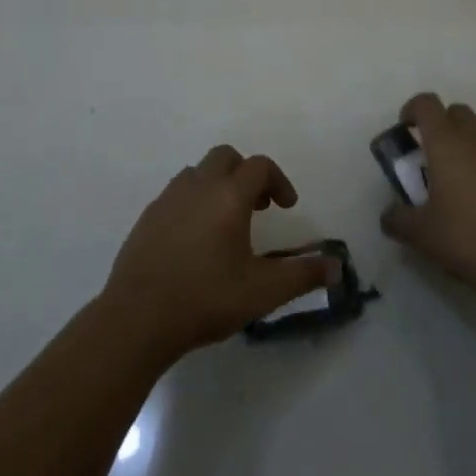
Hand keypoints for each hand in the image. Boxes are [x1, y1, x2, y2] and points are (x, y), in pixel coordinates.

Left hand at [100, 145, 332, 364]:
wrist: (138, 317)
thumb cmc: (205, 298)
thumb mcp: (262, 292)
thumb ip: (302, 276)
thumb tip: (337, 267)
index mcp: (228, 196)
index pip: (259, 166)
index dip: (278, 181)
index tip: (287, 206)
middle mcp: (198, 186)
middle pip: (226, 157)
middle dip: (245, 173)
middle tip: (257, 206)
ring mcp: (168, 198)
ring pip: (198, 172)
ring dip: (217, 185)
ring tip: (226, 222)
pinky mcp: (148, 216)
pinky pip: (177, 193)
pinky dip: (193, 201)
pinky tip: (194, 239)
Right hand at [379, 93, 475, 312]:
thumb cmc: (469, 241)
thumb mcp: (422, 235)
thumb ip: (398, 220)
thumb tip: (388, 216)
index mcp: (448, 144)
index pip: (427, 104)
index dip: (413, 110)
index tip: (406, 131)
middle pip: (457, 113)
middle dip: (442, 127)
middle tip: (432, 160)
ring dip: (467, 152)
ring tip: (460, 193)